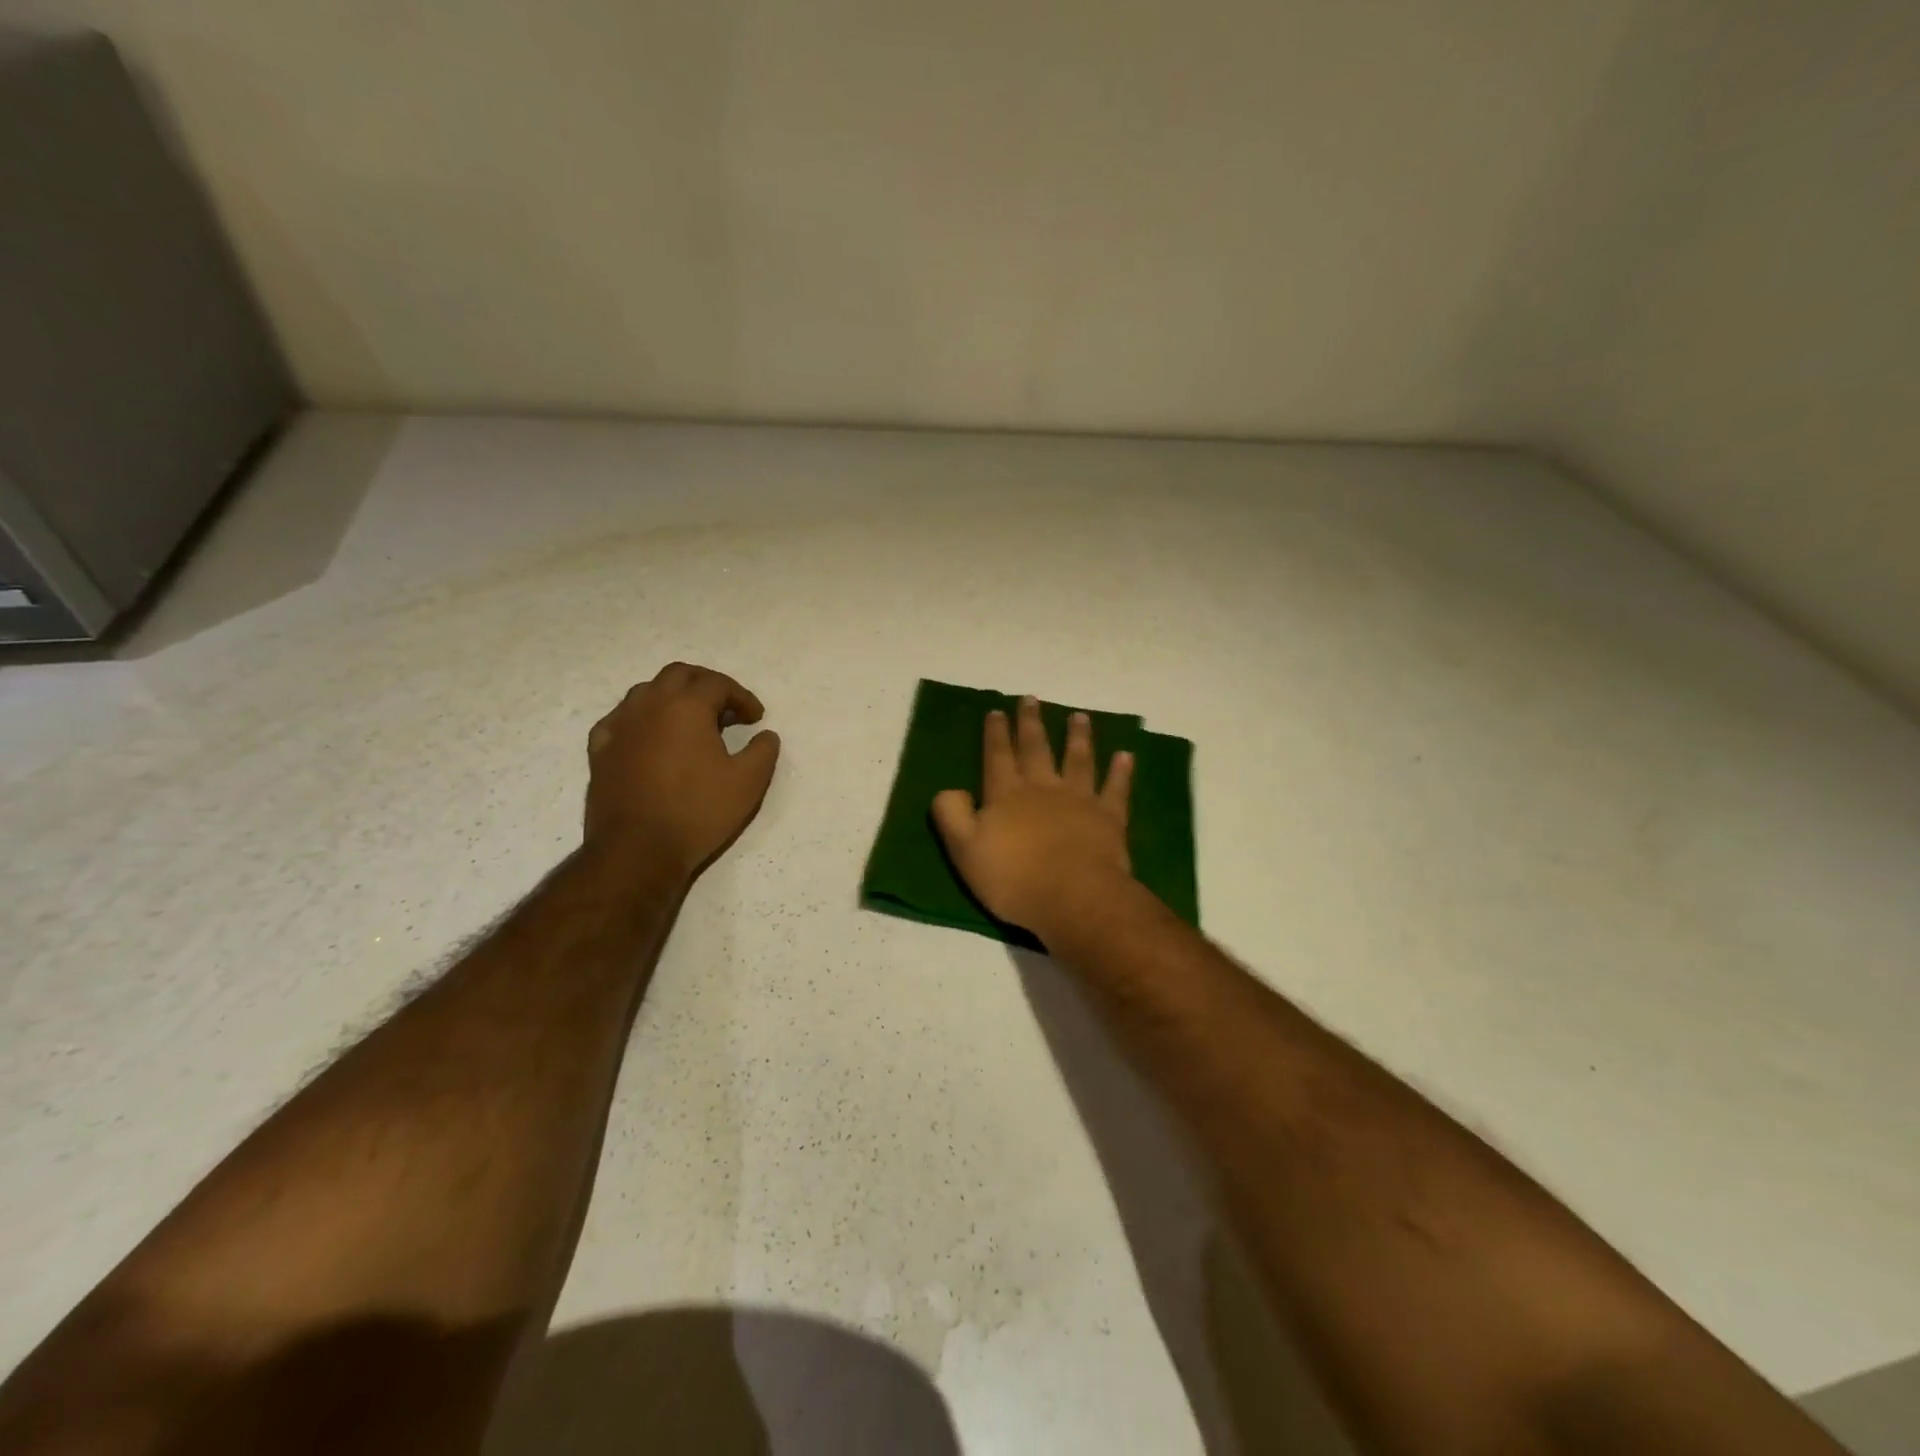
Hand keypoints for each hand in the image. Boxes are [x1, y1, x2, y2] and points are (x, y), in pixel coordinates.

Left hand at [585, 663, 780, 877]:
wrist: (637, 850)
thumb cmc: (697, 812)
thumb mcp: (748, 783)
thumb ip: (763, 751)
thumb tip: (765, 735)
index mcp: (686, 707)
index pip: (718, 684)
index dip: (742, 697)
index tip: (756, 718)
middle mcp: (649, 705)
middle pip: (679, 675)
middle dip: (707, 685)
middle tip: (726, 710)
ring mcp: (620, 725)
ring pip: (647, 692)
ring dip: (673, 698)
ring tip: (691, 723)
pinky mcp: (600, 749)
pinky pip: (622, 718)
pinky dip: (643, 719)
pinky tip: (651, 739)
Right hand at [932, 696, 1134, 937]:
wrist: (1073, 897)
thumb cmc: (1014, 878)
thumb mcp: (964, 850)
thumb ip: (951, 815)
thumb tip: (949, 790)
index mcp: (1006, 794)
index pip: (997, 755)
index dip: (995, 733)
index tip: (996, 710)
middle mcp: (1043, 787)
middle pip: (1036, 748)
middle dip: (1031, 722)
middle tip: (1031, 698)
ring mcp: (1079, 799)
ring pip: (1078, 759)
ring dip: (1078, 737)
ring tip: (1079, 717)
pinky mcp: (1109, 817)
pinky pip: (1115, 788)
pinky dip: (1121, 771)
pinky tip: (1125, 755)